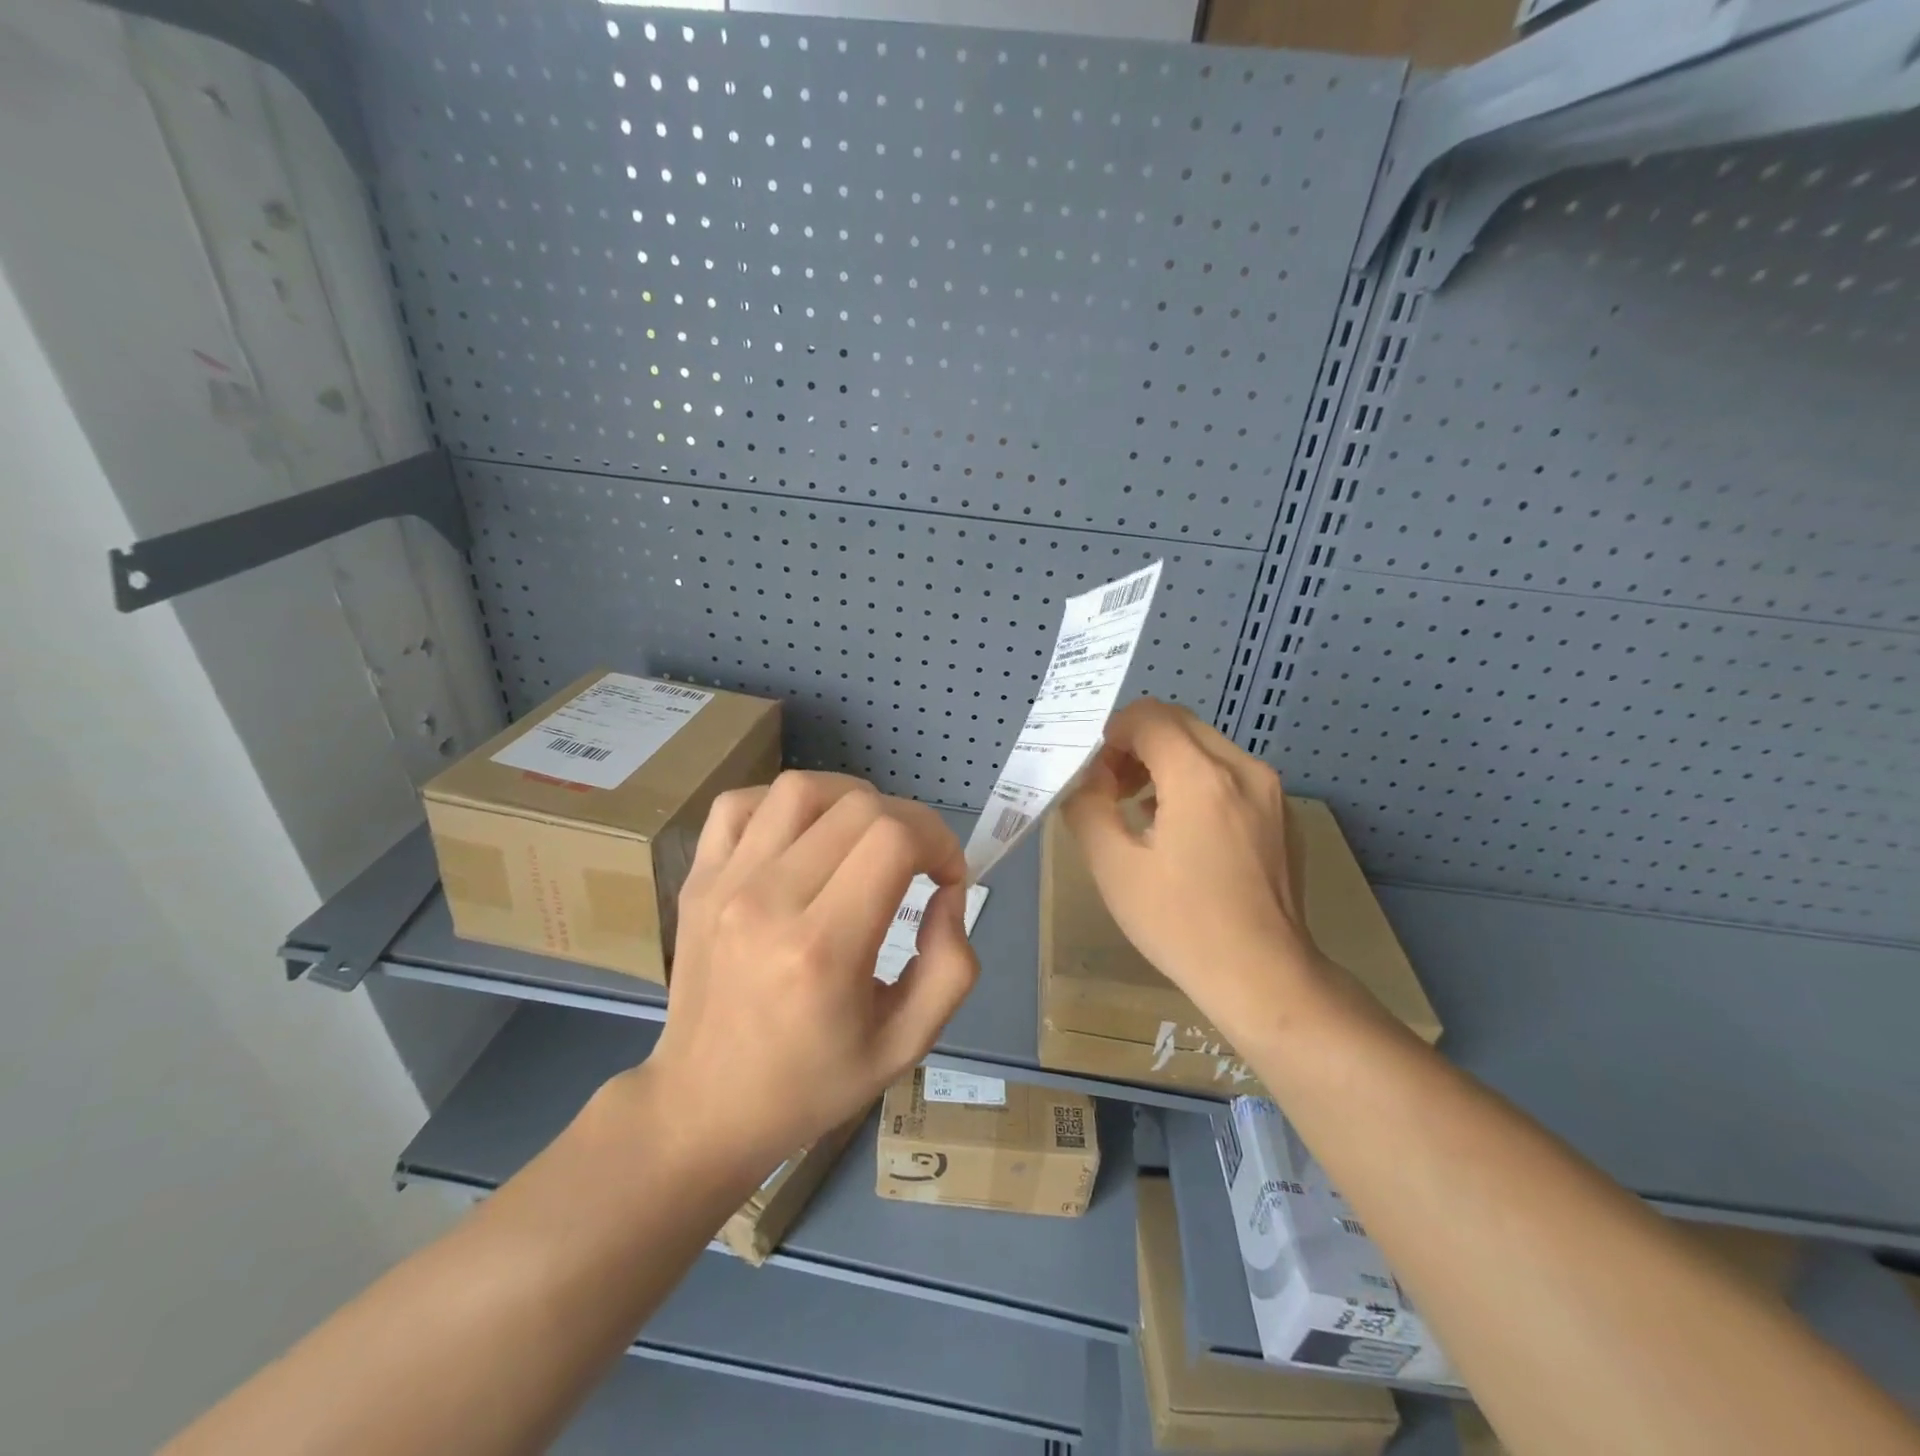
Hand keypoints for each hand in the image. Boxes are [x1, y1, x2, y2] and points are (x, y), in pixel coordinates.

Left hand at [639, 771, 978, 1169]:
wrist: (703, 1107)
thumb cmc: (810, 1084)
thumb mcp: (905, 1046)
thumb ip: (950, 967)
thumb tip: (947, 894)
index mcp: (823, 950)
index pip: (893, 840)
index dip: (939, 841)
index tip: (947, 876)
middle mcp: (768, 902)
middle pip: (858, 807)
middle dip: (909, 821)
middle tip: (918, 861)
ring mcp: (724, 884)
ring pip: (800, 789)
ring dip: (852, 800)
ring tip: (867, 837)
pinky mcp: (698, 879)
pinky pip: (740, 804)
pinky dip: (784, 803)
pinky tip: (805, 836)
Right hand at [1061, 699, 1322, 1025]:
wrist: (1264, 976)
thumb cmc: (1180, 923)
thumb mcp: (1113, 867)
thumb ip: (1087, 809)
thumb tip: (1088, 782)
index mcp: (1200, 776)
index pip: (1148, 716)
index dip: (1112, 734)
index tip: (1096, 774)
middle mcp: (1243, 769)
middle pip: (1179, 723)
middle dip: (1137, 744)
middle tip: (1113, 789)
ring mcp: (1271, 791)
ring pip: (1206, 746)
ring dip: (1166, 761)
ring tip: (1142, 811)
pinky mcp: (1283, 814)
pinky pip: (1231, 774)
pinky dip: (1197, 781)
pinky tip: (1183, 831)